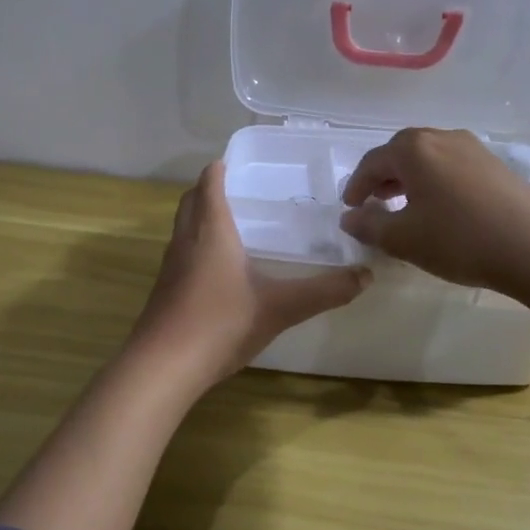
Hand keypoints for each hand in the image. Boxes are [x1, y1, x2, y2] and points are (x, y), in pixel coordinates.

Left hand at [130, 162, 371, 390]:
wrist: (163, 366)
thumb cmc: (221, 323)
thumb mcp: (280, 307)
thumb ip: (324, 291)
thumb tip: (365, 275)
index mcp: (211, 231)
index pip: (210, 183)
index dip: (221, 169)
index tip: (238, 162)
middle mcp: (186, 240)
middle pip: (190, 200)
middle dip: (209, 190)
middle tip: (239, 191)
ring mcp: (170, 266)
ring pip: (183, 228)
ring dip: (200, 218)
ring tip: (231, 226)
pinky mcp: (164, 291)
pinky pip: (181, 254)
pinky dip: (196, 247)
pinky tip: (217, 271)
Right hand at [338, 127, 529, 293]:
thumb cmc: (459, 238)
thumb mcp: (403, 239)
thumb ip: (369, 225)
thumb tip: (350, 217)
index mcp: (413, 149)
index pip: (372, 162)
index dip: (356, 186)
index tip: (350, 208)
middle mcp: (442, 138)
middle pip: (401, 152)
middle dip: (383, 177)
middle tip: (375, 202)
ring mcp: (473, 148)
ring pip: (429, 158)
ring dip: (411, 179)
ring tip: (406, 206)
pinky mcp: (496, 165)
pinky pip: (452, 167)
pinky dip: (436, 182)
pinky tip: (442, 209)